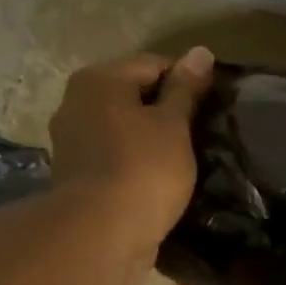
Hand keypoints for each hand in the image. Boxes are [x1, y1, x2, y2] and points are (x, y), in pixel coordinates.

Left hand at [47, 47, 214, 247]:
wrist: (102, 232)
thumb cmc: (144, 170)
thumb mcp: (174, 126)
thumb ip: (186, 89)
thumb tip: (201, 51)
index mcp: (100, 80)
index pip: (153, 64)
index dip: (187, 82)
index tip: (213, 108)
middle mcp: (77, 101)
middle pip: (133, 96)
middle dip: (166, 112)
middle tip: (200, 135)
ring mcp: (72, 141)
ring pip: (123, 129)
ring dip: (150, 140)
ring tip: (182, 161)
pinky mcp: (77, 176)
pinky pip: (115, 158)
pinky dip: (136, 164)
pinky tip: (158, 181)